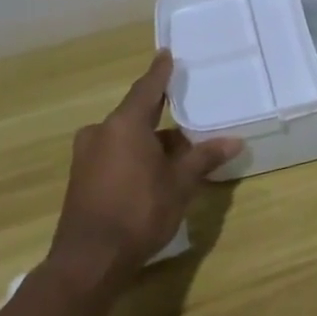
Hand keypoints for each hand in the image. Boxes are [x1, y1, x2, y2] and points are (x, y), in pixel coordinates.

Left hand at [48, 50, 242, 286]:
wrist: (89, 261)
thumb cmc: (139, 211)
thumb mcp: (180, 183)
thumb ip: (204, 157)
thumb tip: (235, 141)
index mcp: (124, 125)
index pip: (147, 88)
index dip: (160, 72)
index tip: (166, 54)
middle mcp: (101, 133)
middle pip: (137, 115)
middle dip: (163, 116)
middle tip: (189, 112)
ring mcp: (87, 157)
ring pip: (126, 138)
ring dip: (151, 141)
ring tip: (181, 150)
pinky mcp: (82, 179)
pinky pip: (115, 154)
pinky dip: (136, 155)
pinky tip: (157, 170)